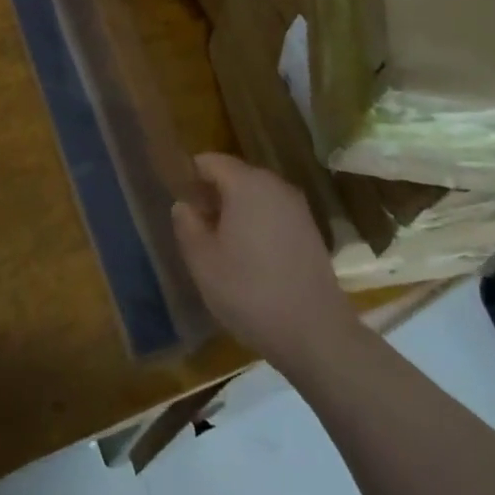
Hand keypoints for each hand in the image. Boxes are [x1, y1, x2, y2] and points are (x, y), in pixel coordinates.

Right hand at [172, 153, 357, 369]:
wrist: (316, 333)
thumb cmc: (250, 292)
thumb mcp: (203, 263)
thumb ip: (187, 226)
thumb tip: (183, 205)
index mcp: (246, 184)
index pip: (210, 161)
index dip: (190, 177)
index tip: (179, 202)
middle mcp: (275, 186)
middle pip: (235, 175)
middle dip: (213, 194)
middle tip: (195, 226)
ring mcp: (298, 207)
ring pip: (256, 195)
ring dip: (236, 210)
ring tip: (220, 244)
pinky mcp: (311, 230)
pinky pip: (274, 213)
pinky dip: (257, 223)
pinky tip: (250, 257)